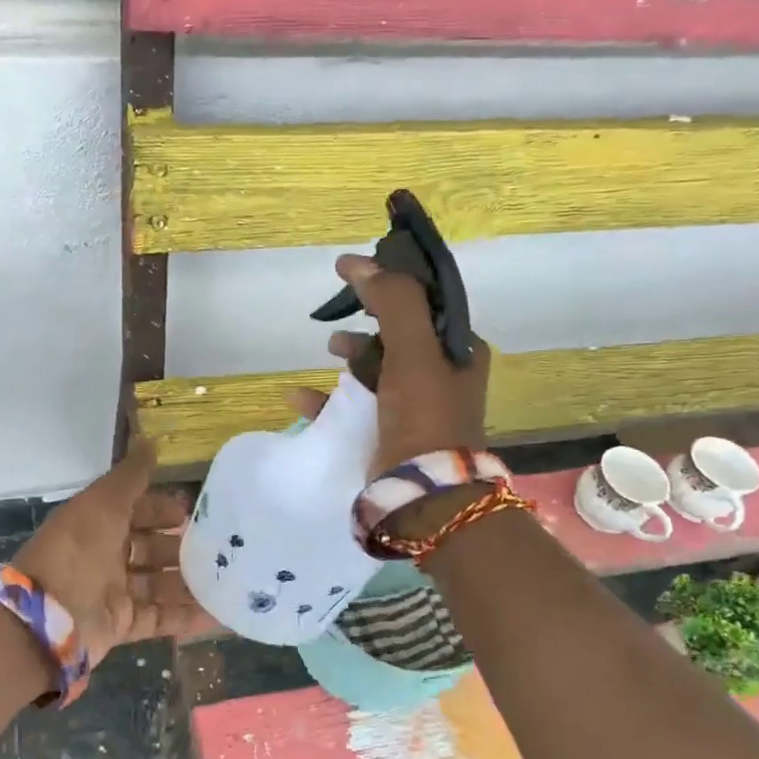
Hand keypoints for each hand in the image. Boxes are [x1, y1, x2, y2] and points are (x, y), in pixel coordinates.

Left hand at [12, 438, 213, 665]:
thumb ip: (131, 476)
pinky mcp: (122, 625)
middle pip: (150, 548)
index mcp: (96, 524)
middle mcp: (104, 557)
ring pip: (158, 584)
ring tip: (228, 579)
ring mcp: (113, 593)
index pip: (135, 511)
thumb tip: (150, 440)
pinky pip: (160, 618)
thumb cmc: (77, 550)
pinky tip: (219, 614)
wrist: (48, 618)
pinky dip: (186, 618)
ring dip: (190, 582)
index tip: (195, 510)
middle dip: (182, 546)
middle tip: (220, 546)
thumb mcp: (104, 503)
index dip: (162, 508)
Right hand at [288, 254, 491, 476]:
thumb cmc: (424, 415)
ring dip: (349, 356)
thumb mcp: (414, 351)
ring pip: (376, 368)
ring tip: (328, 352)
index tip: (350, 270)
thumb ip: (394, 302)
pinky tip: (299, 396)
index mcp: (460, 350)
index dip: (389, 282)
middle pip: (398, 334)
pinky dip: (328, 398)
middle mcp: (443, 375)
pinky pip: (354, 406)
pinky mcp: (389, 433)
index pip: (425, 302)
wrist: (425, 494)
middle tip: (340, 314)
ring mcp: (415, 406)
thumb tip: (361, 264)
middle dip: (367, 322)